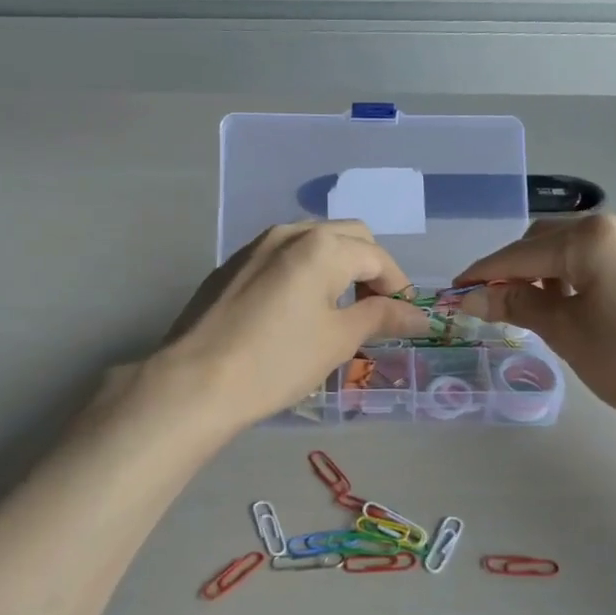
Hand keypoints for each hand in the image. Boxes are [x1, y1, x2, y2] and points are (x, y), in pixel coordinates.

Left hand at [156, 222, 431, 433]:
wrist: (195, 382)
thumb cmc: (277, 361)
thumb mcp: (338, 340)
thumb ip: (382, 318)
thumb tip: (420, 315)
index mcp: (321, 246)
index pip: (377, 256)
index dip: (399, 286)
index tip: (406, 319)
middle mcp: (289, 233)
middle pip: (347, 237)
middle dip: (370, 268)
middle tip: (375, 310)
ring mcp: (255, 246)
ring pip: (312, 242)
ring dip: (336, 266)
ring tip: (339, 309)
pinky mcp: (231, 266)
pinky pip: (282, 257)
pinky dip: (304, 272)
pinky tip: (297, 310)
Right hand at [454, 214, 615, 435]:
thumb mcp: (567, 332)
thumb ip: (517, 304)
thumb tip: (473, 297)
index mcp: (594, 237)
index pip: (522, 252)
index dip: (485, 273)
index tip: (456, 291)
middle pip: (549, 239)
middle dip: (517, 268)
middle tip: (495, 305)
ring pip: (576, 246)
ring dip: (547, 270)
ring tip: (533, 307)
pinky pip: (602, 255)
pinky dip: (577, 273)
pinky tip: (571, 301)